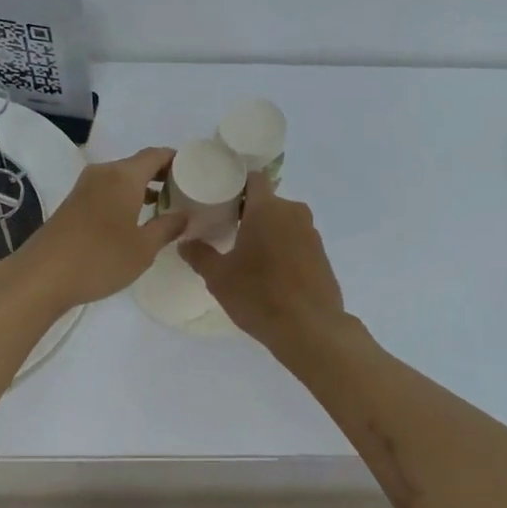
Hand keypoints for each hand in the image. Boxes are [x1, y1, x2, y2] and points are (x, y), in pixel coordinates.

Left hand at [11, 147, 187, 309]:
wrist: (42, 276)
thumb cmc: (100, 258)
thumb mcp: (143, 248)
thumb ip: (167, 227)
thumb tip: (184, 215)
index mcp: (124, 176)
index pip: (157, 154)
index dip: (177, 160)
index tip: (196, 173)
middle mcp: (104, 173)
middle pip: (139, 164)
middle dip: (162, 175)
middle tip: (185, 193)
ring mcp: (85, 186)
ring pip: (122, 177)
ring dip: (143, 187)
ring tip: (165, 207)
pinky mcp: (74, 202)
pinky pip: (108, 189)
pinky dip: (126, 196)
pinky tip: (135, 219)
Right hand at [180, 174, 345, 346]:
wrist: (310, 329)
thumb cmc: (259, 295)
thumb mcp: (219, 277)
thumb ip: (199, 255)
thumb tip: (184, 243)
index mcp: (268, 208)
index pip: (253, 178)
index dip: (236, 182)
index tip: (219, 196)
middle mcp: (293, 212)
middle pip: (267, 201)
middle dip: (248, 211)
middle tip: (226, 228)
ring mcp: (311, 233)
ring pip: (283, 221)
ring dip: (266, 230)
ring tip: (245, 251)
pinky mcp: (322, 254)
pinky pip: (296, 239)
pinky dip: (282, 246)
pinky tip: (269, 270)